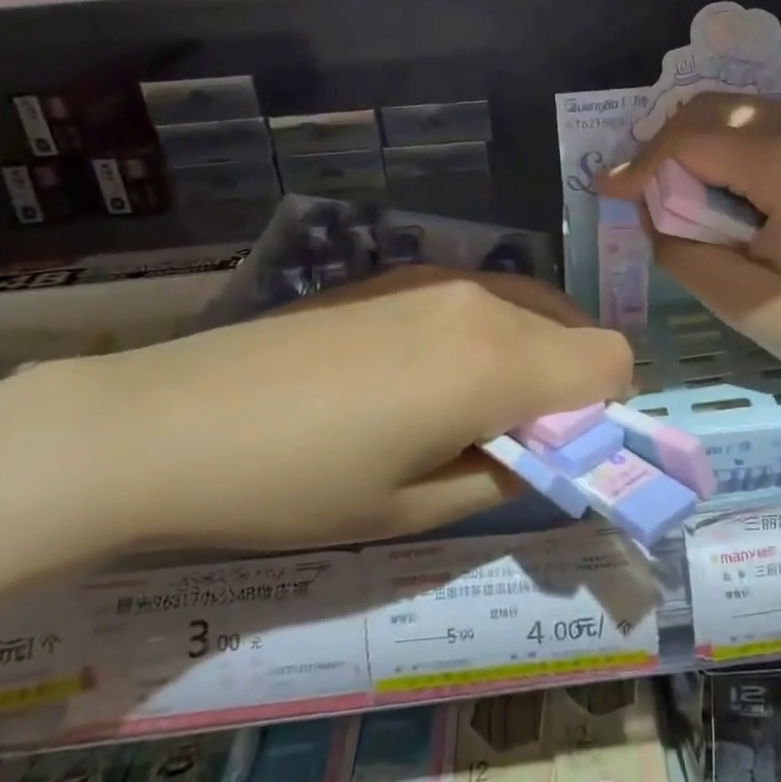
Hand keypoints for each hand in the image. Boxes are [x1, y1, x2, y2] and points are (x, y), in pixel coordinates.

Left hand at [80, 268, 633, 549]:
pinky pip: (481, 298)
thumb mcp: (416, 508)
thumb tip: (546, 453)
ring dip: (530, 357)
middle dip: (569, 385)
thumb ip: (507, 474)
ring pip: (531, 307)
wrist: (169, 422)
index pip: (611, 359)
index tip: (559, 451)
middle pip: (576, 328)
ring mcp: (437, 277)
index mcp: (496, 360)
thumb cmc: (297, 485)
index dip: (606, 411)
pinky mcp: (398, 274)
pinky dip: (488, 335)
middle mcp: (481, 300)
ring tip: (464, 410)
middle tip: (512, 439)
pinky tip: (420, 377)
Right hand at [597, 94, 780, 395]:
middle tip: (641, 194)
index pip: (688, 141)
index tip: (603, 190)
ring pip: (741, 115)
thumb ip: (682, 248)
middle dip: (666, 147)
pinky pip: (771, 132)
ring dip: (700, 147)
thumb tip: (652, 212)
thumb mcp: (745, 300)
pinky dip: (733, 153)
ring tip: (678, 197)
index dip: (640, 166)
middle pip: (713, 110)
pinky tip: (725, 194)